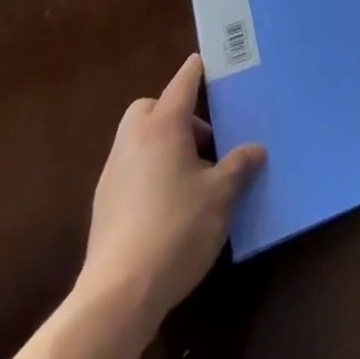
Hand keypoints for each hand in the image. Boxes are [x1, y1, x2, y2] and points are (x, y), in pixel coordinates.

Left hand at [74, 54, 265, 331]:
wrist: (118, 296)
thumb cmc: (177, 228)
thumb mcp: (221, 194)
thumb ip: (239, 165)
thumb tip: (256, 149)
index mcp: (163, 126)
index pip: (184, 81)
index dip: (200, 69)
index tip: (214, 62)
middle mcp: (133, 140)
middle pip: (150, 107)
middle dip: (174, 112)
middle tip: (202, 138)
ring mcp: (113, 174)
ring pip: (137, 140)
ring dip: (162, 145)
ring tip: (191, 175)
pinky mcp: (103, 207)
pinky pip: (129, 170)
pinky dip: (148, 173)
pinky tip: (169, 204)